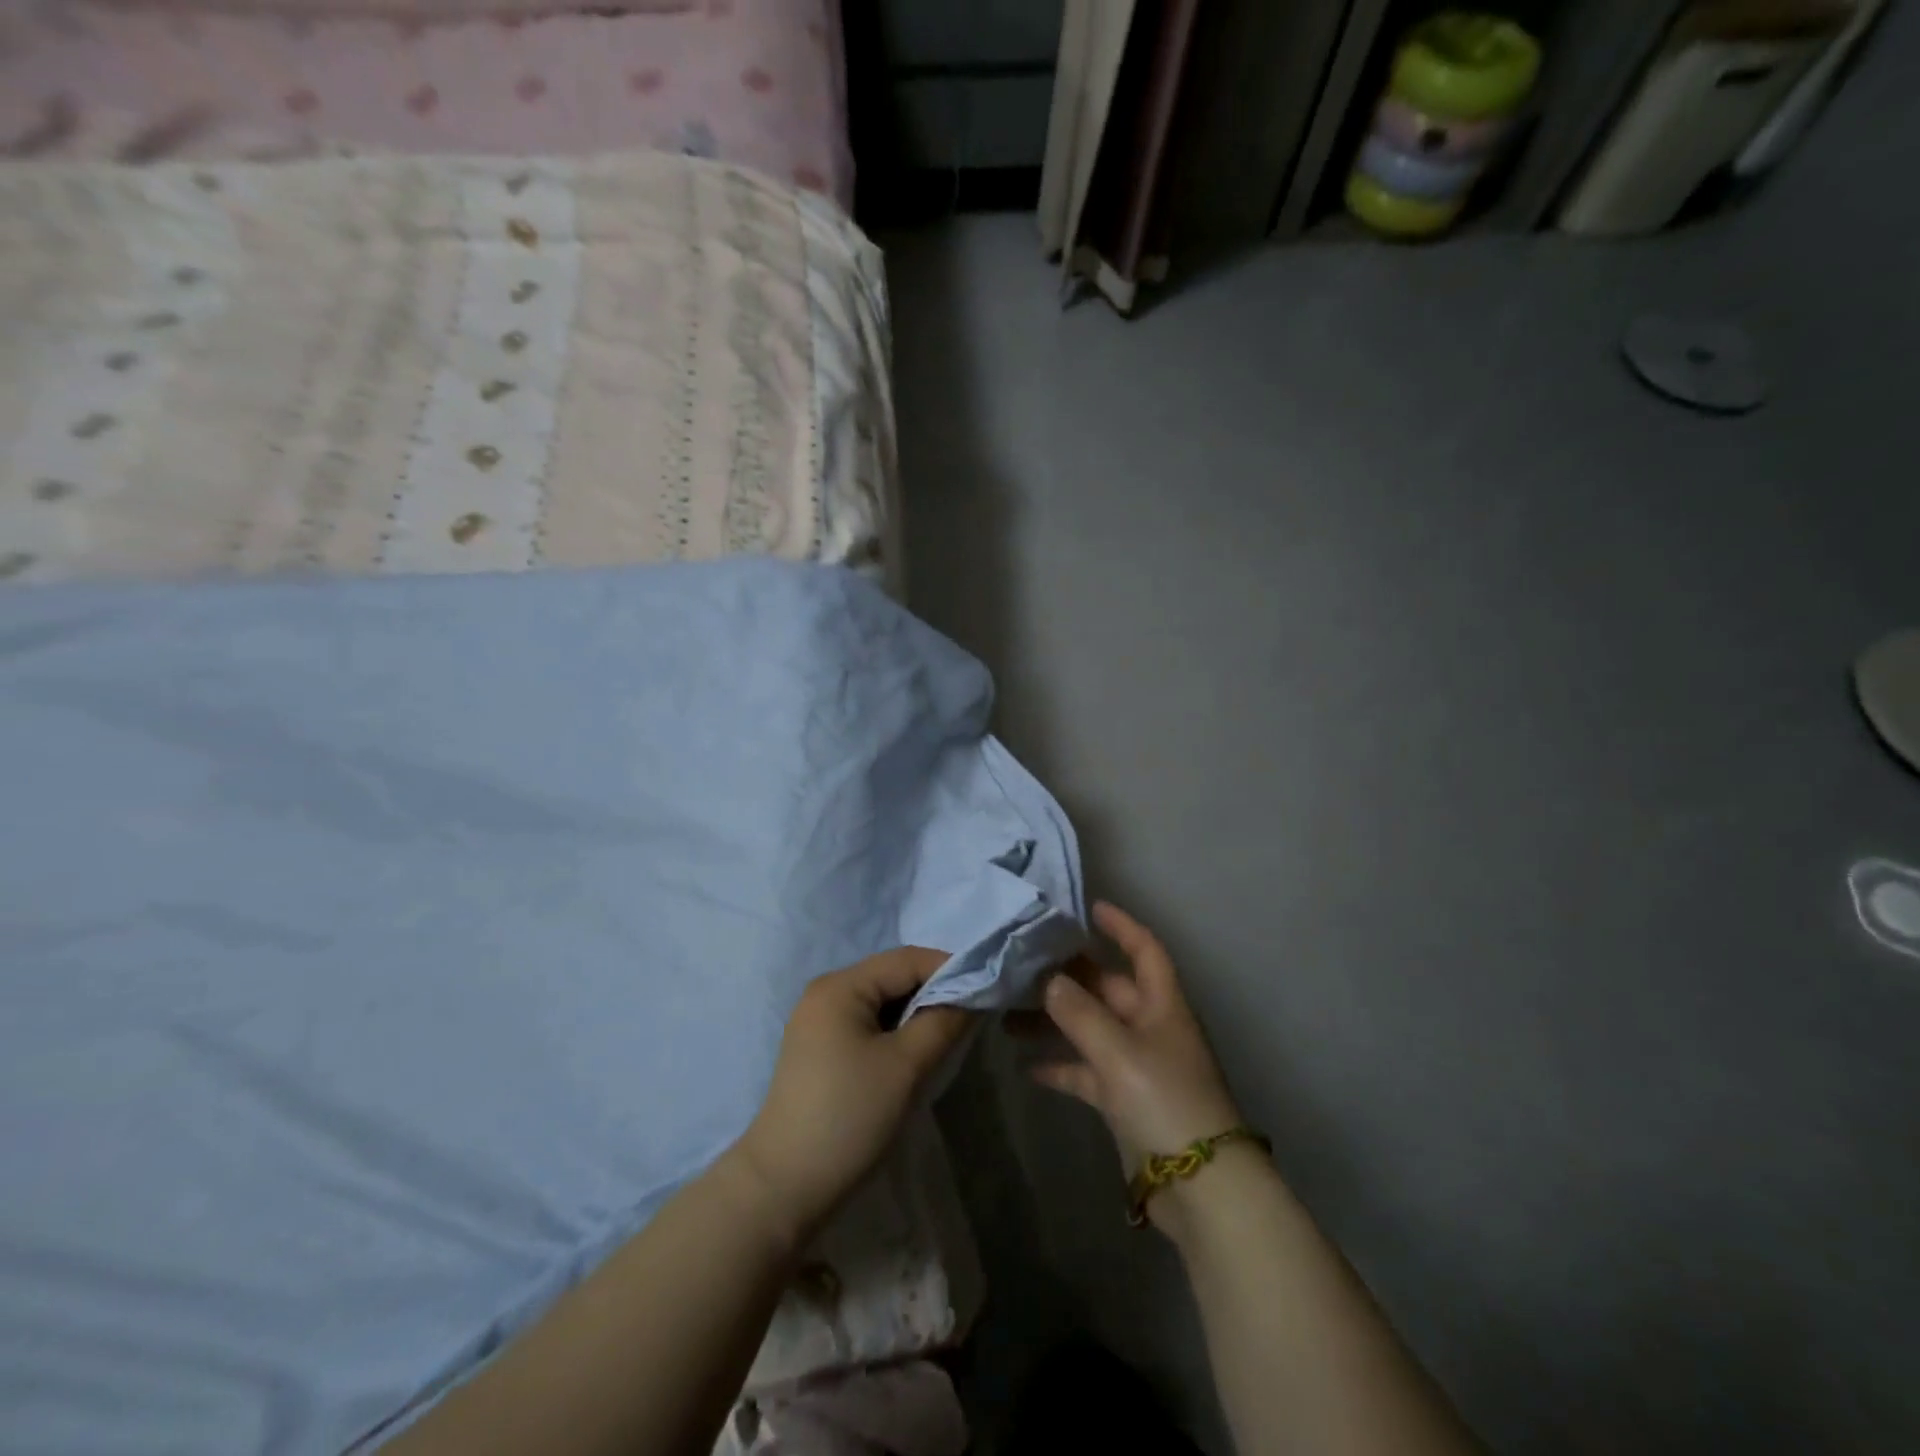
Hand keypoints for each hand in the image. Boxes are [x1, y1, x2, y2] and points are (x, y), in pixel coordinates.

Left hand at [735, 948, 970, 1244]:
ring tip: (947, 1037)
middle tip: (970, 1018)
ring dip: (916, 1014)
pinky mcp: (820, 1049)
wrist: (784, 1187)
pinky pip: (869, 1024)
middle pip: (893, 976)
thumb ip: (943, 1021)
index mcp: (841, 986)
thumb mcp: (906, 1066)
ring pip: (883, 1002)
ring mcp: (819, 1021)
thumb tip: (972, 994)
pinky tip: (914, 1055)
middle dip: (934, 993)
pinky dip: (896, 1032)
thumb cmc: (849, 1117)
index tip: (986, 992)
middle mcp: (826, 992)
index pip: (907, 959)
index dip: (949, 970)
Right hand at [1025, 902, 1245, 1217]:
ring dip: (1054, 1022)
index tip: (1089, 908)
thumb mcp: (1118, 1051)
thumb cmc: (1165, 1102)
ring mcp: (1137, 1065)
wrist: (1201, 1189)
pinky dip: (1060, 1066)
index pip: (1144, 950)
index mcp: (1161, 1005)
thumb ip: (1079, 1013)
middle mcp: (1149, 1027)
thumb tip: (1048, 979)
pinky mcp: (1124, 1100)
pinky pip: (1086, 1072)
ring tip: (1008, 1017)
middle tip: (1022, 966)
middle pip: (1107, 989)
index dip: (1121, 926)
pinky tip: (1026, 1067)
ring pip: (1089, 1029)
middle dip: (1067, 977)